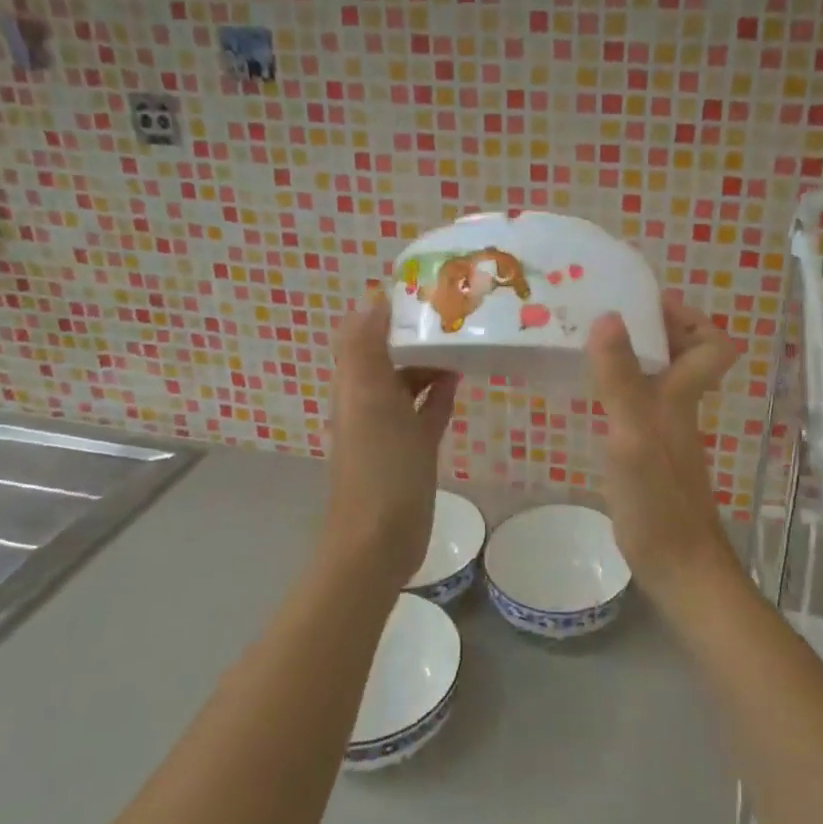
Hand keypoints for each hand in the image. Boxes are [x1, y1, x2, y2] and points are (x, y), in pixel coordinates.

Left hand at [324, 291, 458, 592]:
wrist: (379, 539)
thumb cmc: (378, 466)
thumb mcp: (371, 399)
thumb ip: (367, 348)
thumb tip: (374, 296)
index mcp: (356, 382)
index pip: (368, 330)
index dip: (390, 306)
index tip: (427, 284)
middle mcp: (370, 398)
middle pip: (392, 351)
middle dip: (417, 328)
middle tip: (457, 305)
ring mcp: (392, 425)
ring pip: (411, 378)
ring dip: (432, 357)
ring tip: (466, 334)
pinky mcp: (413, 447)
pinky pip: (427, 408)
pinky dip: (440, 389)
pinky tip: (461, 375)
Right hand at [587, 296, 741, 603]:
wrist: (676, 566)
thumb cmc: (658, 499)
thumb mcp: (632, 433)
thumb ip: (620, 377)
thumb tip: (609, 315)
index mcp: (681, 394)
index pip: (714, 343)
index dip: (689, 318)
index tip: (645, 305)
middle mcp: (678, 407)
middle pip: (682, 354)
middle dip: (650, 329)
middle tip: (602, 316)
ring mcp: (663, 432)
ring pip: (656, 378)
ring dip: (628, 357)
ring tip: (584, 344)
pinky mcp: (647, 454)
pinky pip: (636, 405)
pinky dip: (616, 391)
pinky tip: (586, 396)